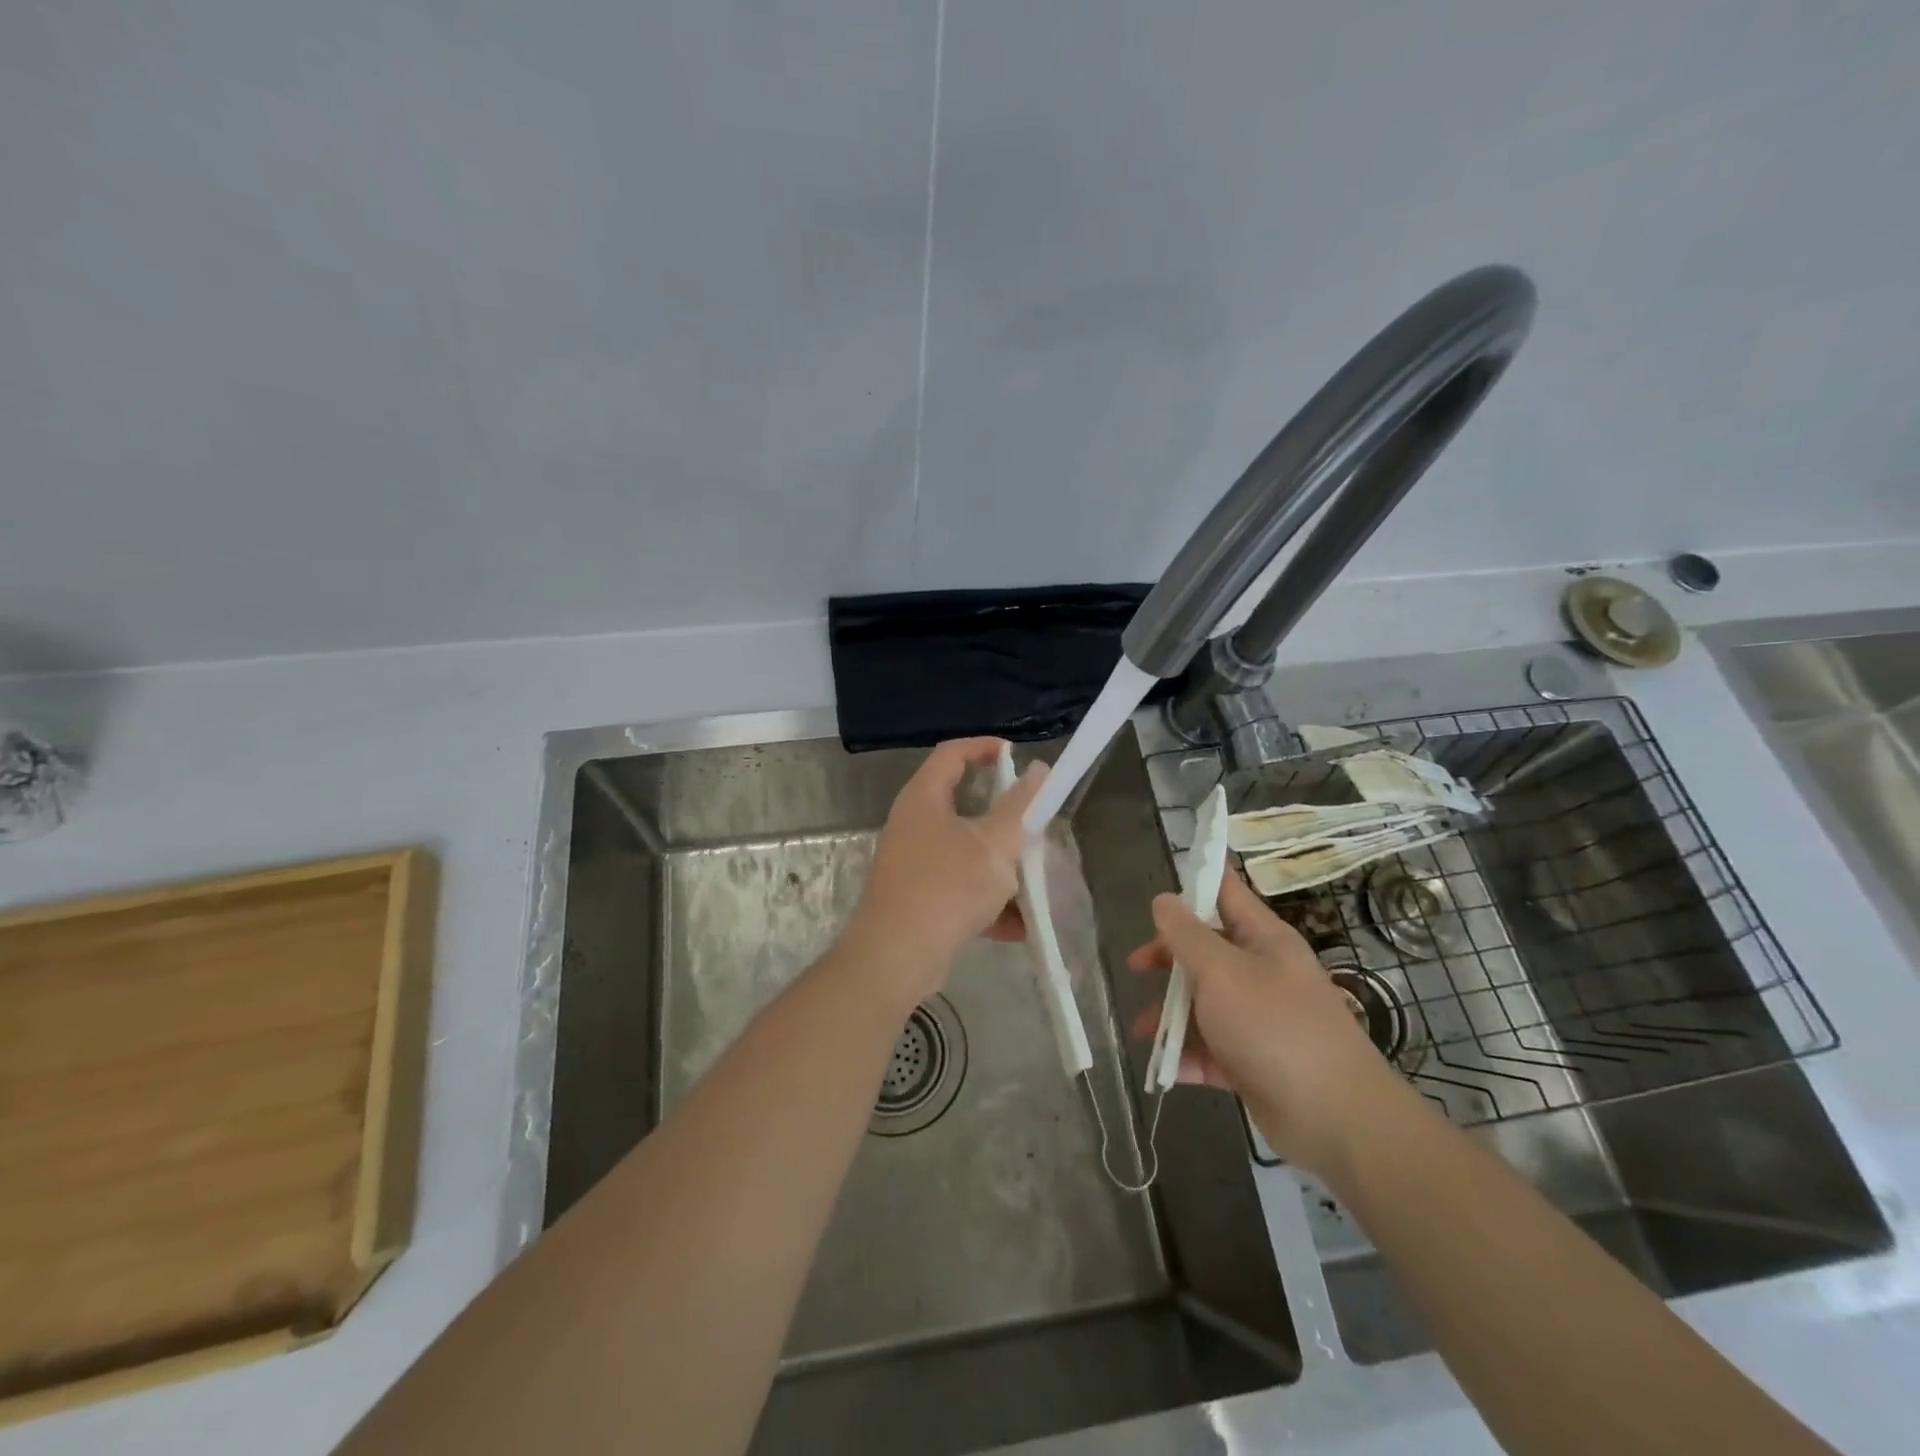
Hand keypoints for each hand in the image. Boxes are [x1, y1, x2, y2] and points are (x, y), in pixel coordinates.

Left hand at [840, 737, 1044, 1009]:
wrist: (896, 957)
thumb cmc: (947, 888)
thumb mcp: (994, 845)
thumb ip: (1020, 807)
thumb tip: (1039, 771)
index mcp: (924, 798)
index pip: (952, 753)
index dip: (984, 747)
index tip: (1017, 755)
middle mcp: (914, 825)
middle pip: (963, 806)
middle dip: (1004, 821)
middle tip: (1033, 828)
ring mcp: (914, 863)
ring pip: (966, 854)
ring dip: (1001, 868)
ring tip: (1033, 884)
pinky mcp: (918, 899)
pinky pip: (960, 890)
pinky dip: (988, 903)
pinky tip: (1019, 926)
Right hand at [1128, 872, 1415, 1175]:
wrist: (1335, 1118)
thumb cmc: (1275, 1027)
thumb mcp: (1221, 971)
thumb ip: (1187, 935)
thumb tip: (1163, 899)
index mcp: (1263, 939)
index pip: (1226, 892)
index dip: (1197, 879)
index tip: (1161, 881)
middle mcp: (1262, 973)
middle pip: (1206, 951)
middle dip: (1168, 957)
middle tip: (1136, 967)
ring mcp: (1259, 1019)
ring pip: (1204, 1003)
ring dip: (1171, 1014)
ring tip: (1142, 1031)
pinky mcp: (1254, 1062)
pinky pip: (1211, 1048)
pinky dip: (1188, 1055)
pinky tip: (1166, 1066)